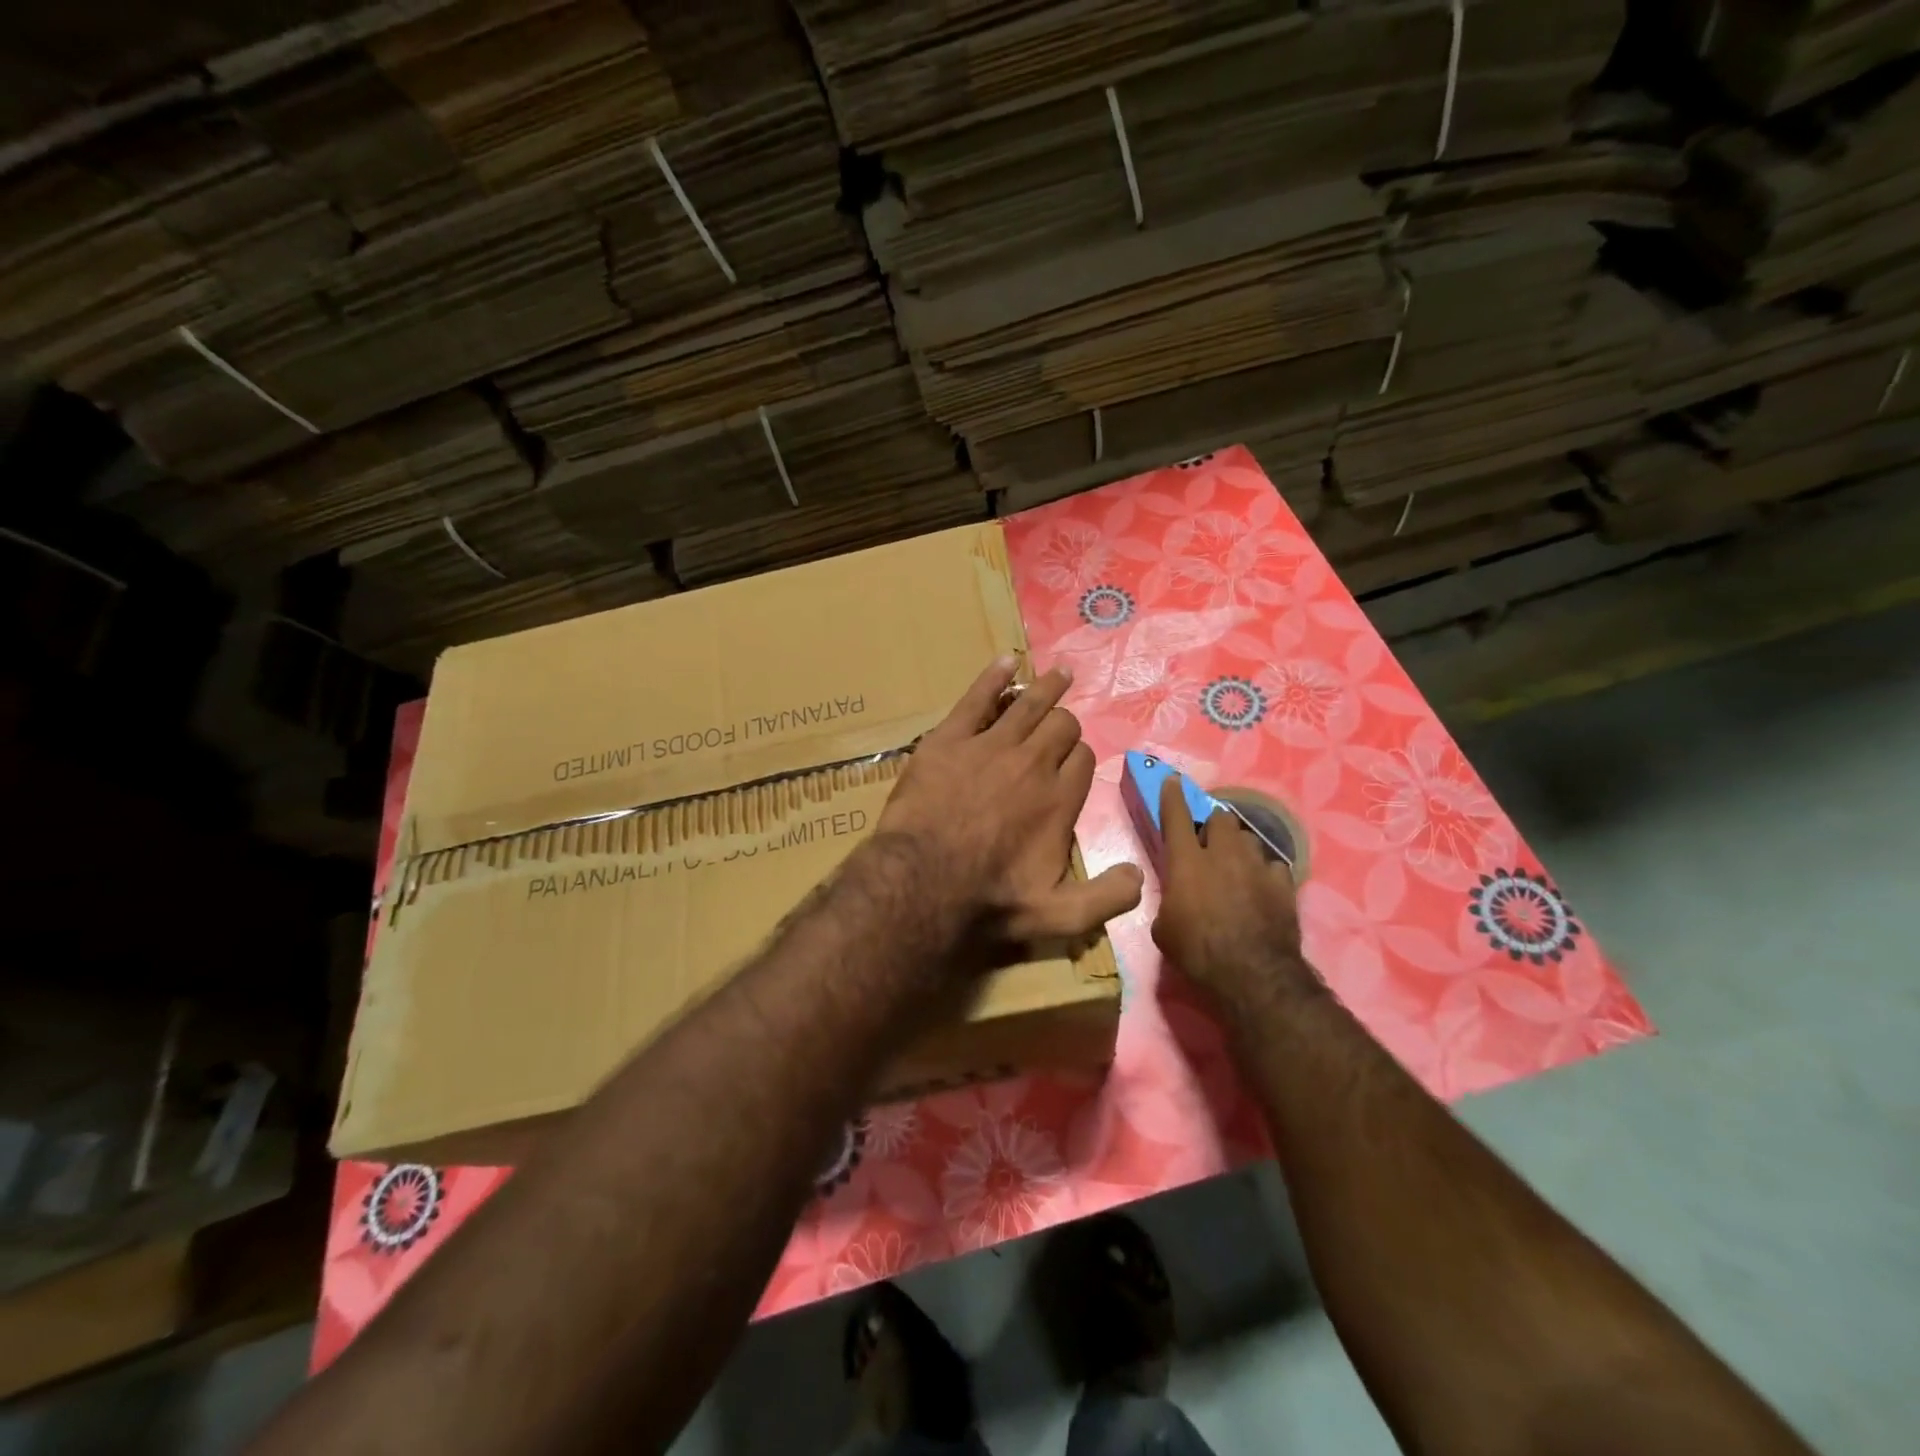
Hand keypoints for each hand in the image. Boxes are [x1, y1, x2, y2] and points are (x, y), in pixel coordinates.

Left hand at [875, 656, 1143, 965]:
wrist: (921, 883)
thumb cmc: (989, 901)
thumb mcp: (1059, 916)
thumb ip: (1106, 898)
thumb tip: (1138, 876)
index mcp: (1060, 799)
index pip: (1083, 760)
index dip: (1079, 758)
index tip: (1072, 763)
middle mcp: (1033, 763)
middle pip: (1061, 726)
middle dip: (1065, 724)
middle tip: (1060, 724)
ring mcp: (990, 745)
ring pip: (1029, 704)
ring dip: (1047, 687)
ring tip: (1058, 674)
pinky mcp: (950, 738)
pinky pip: (976, 698)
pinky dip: (994, 677)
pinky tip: (1005, 662)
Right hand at [1150, 777, 1317, 1008]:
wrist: (1253, 973)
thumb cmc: (1197, 951)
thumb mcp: (1163, 928)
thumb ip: (1169, 901)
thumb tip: (1176, 897)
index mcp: (1187, 861)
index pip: (1176, 816)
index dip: (1173, 796)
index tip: (1173, 780)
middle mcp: (1223, 854)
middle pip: (1220, 819)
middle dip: (1213, 823)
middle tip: (1208, 839)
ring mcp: (1257, 866)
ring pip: (1248, 838)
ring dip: (1239, 845)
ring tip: (1237, 863)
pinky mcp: (1283, 884)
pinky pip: (1272, 865)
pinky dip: (1264, 871)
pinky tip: (1261, 886)